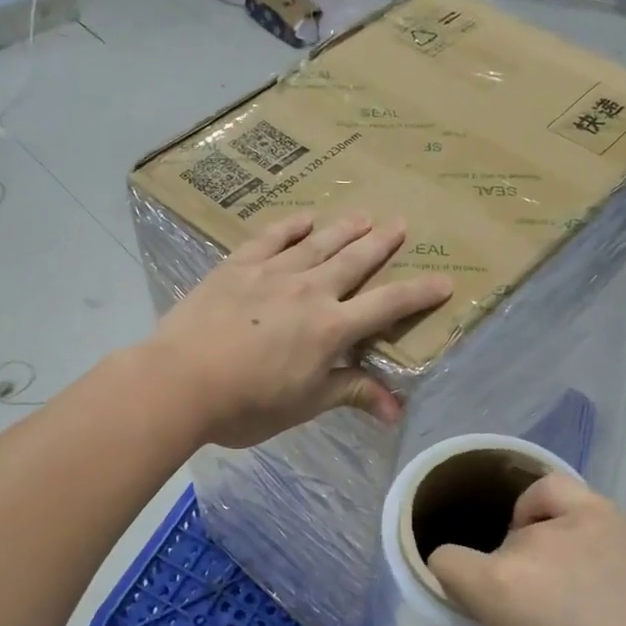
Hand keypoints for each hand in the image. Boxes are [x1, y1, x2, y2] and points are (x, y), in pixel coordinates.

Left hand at [144, 212, 451, 448]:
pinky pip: (270, 239)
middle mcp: (309, 291)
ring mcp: (271, 274)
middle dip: (381, 244)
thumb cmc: (247, 404)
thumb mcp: (305, 405)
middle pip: (354, 262)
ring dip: (343, 230)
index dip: (419, 294)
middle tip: (400, 225)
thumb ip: (351, 394)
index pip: (387, 306)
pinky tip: (302, 218)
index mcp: (331, 328)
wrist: (180, 381)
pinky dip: (289, 226)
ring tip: (363, 216)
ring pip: (317, 244)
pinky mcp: (237, 267)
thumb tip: (397, 409)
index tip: (444, 281)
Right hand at [420, 474, 625, 625]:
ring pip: (522, 531)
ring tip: (559, 597)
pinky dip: (542, 508)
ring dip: (525, 560)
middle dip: (494, 587)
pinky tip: (557, 536)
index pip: (443, 562)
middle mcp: (531, 542)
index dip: (449, 592)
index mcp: (499, 586)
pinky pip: (555, 492)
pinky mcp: (614, 519)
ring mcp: (577, 523)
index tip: (474, 624)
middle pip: (488, 554)